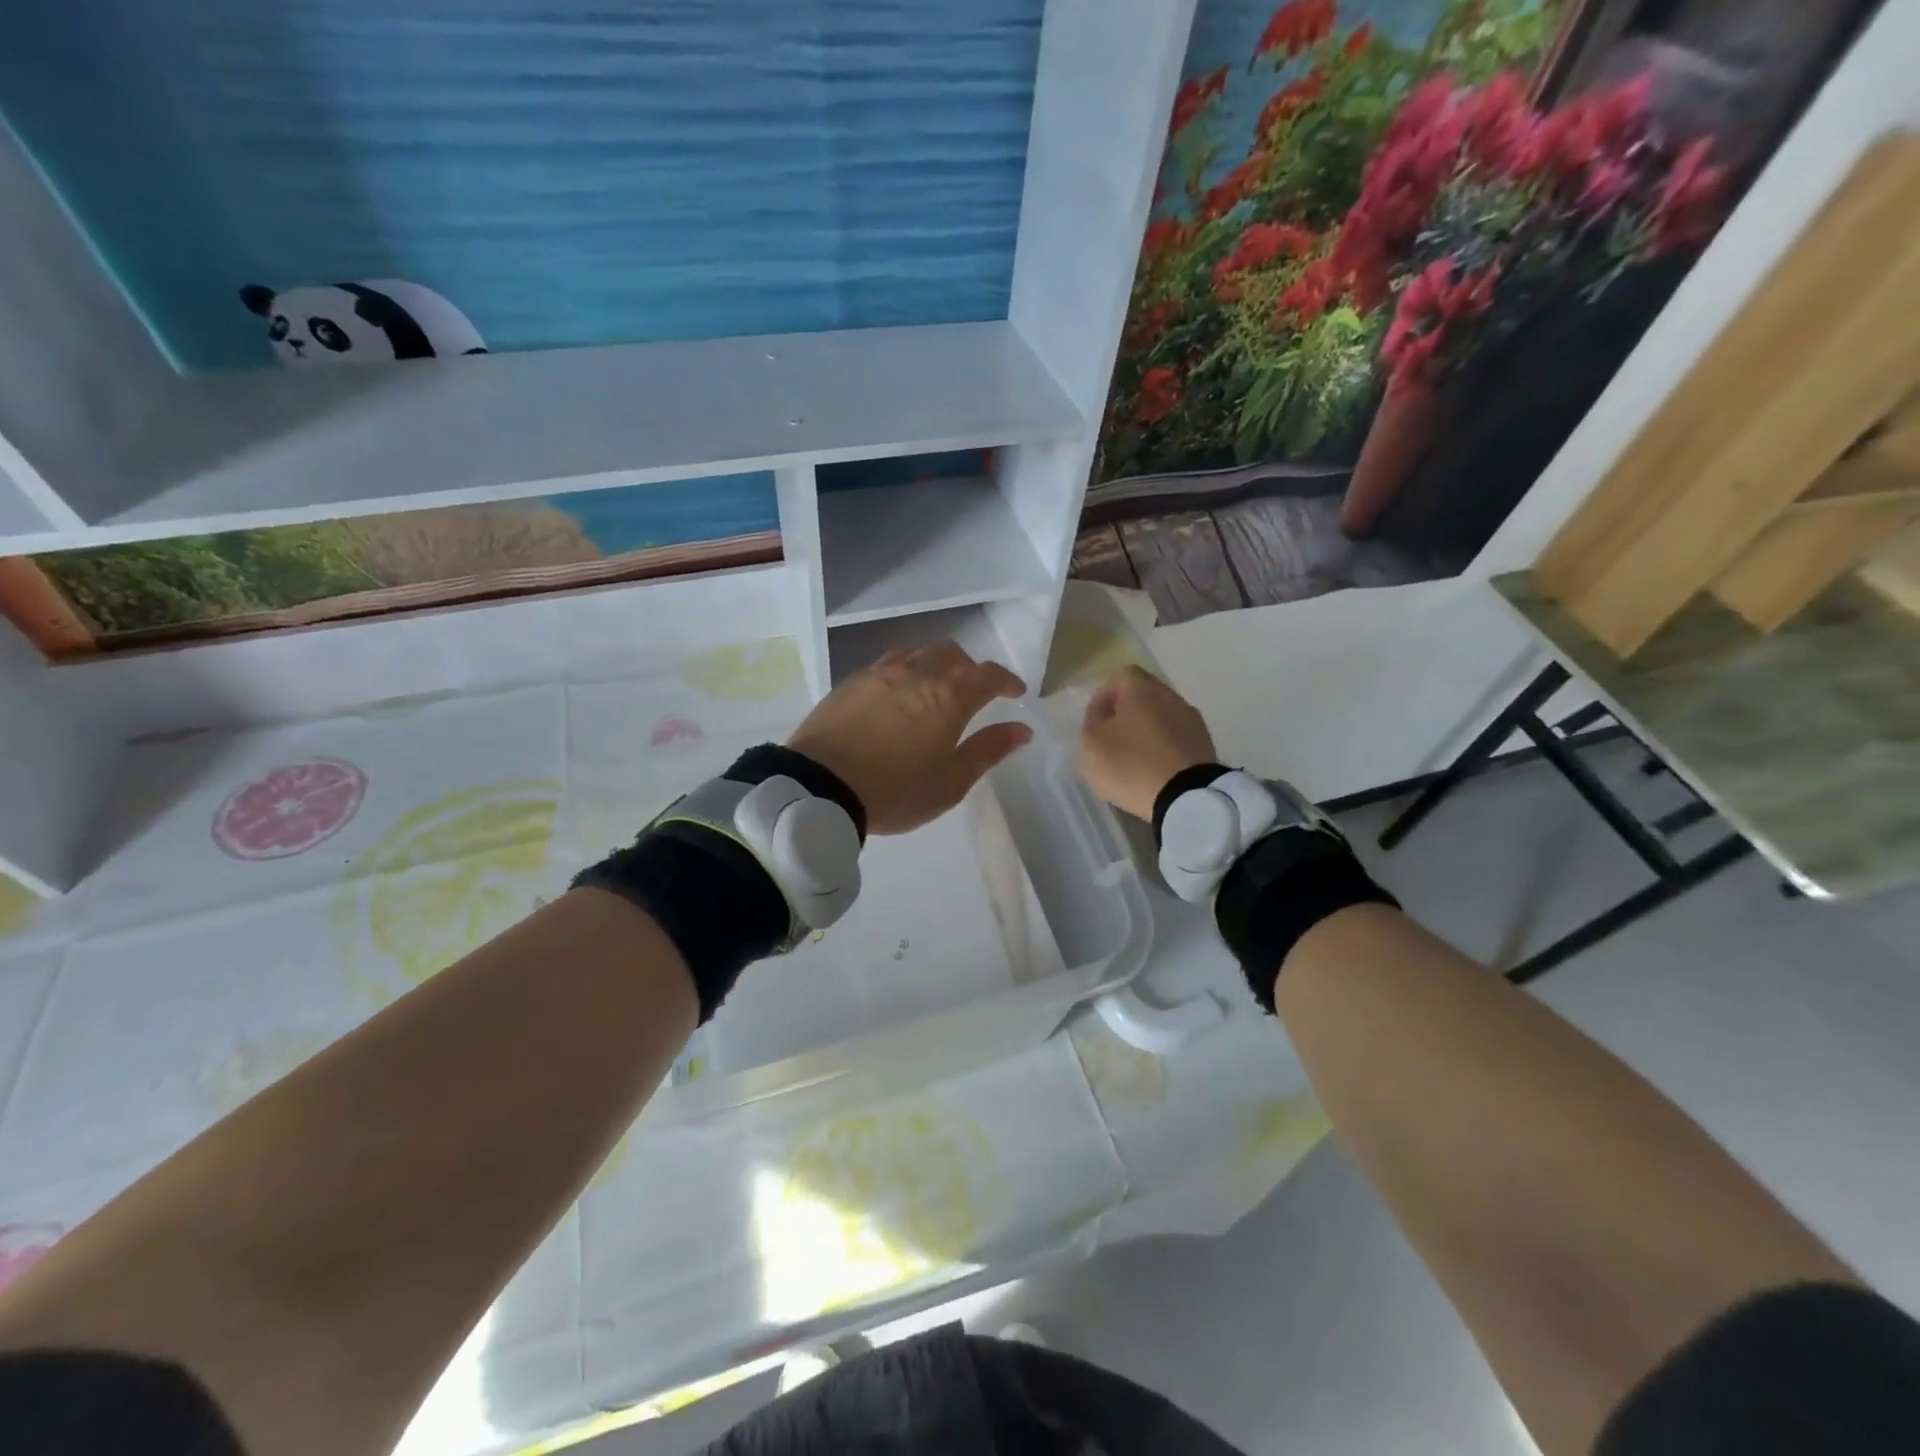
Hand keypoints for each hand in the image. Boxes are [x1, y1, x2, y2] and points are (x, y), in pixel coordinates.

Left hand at [788, 642, 1031, 835]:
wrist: (819, 788)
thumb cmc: (894, 792)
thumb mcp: (949, 783)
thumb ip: (987, 751)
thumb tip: (1020, 730)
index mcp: (948, 698)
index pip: (988, 675)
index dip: (1007, 681)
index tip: (1016, 692)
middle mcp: (916, 674)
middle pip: (952, 654)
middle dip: (970, 668)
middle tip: (974, 693)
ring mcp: (879, 674)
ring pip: (917, 653)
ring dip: (935, 664)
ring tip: (935, 688)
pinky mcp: (850, 682)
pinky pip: (887, 664)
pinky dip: (904, 671)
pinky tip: (897, 694)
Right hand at [1080, 666, 1217, 821]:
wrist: (1187, 797)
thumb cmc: (1131, 763)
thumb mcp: (1092, 741)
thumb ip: (1093, 719)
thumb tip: (1103, 710)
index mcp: (1142, 688)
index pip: (1121, 676)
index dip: (1105, 695)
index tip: (1095, 720)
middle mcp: (1171, 696)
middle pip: (1144, 697)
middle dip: (1127, 714)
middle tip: (1112, 740)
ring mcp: (1193, 721)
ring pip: (1162, 718)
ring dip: (1147, 733)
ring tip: (1133, 759)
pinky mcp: (1206, 746)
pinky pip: (1177, 740)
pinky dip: (1164, 750)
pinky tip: (1155, 771)